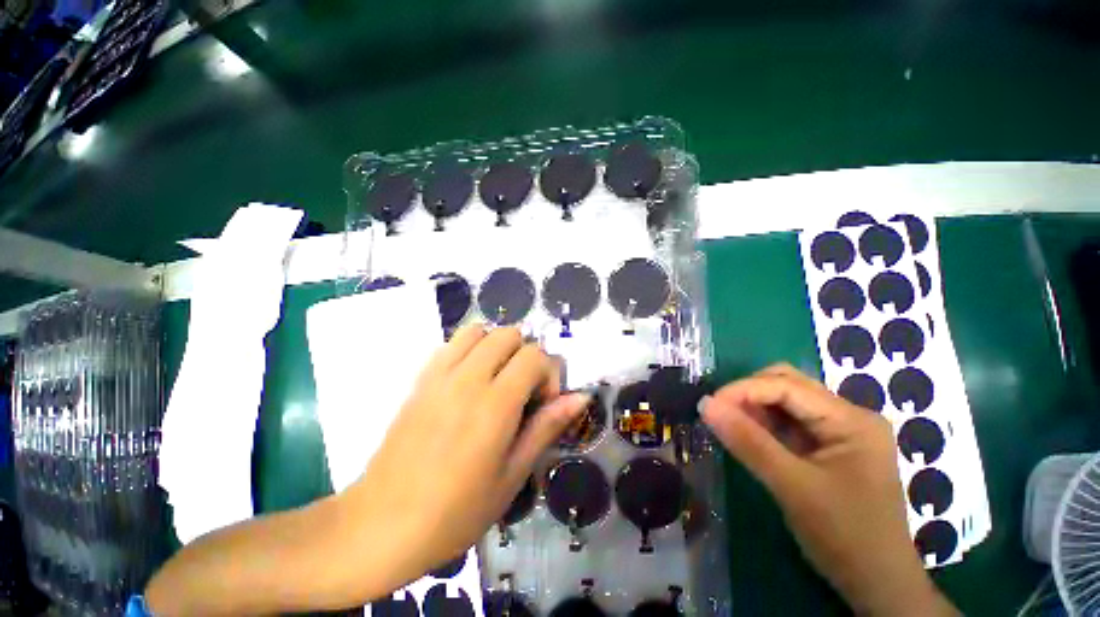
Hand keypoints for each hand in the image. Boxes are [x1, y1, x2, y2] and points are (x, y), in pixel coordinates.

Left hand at [346, 324, 588, 589]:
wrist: (380, 526)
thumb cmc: (455, 512)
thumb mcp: (513, 475)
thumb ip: (547, 426)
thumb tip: (580, 397)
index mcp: (495, 404)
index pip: (534, 355)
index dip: (548, 374)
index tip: (542, 403)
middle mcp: (468, 378)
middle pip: (508, 334)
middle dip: (525, 354)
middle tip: (521, 390)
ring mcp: (439, 375)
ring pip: (479, 331)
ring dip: (496, 346)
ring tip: (497, 379)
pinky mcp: (420, 379)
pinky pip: (451, 343)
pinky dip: (470, 349)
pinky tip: (469, 380)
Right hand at [700, 365, 958, 616]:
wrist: (877, 584)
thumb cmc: (844, 535)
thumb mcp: (792, 487)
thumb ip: (747, 441)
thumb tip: (704, 404)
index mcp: (851, 420)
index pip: (786, 386)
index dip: (743, 390)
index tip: (709, 405)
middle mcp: (848, 416)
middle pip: (788, 385)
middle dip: (749, 394)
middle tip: (720, 413)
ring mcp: (840, 432)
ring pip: (786, 402)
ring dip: (754, 409)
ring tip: (730, 426)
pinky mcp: (830, 447)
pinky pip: (789, 423)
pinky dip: (764, 425)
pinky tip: (749, 437)